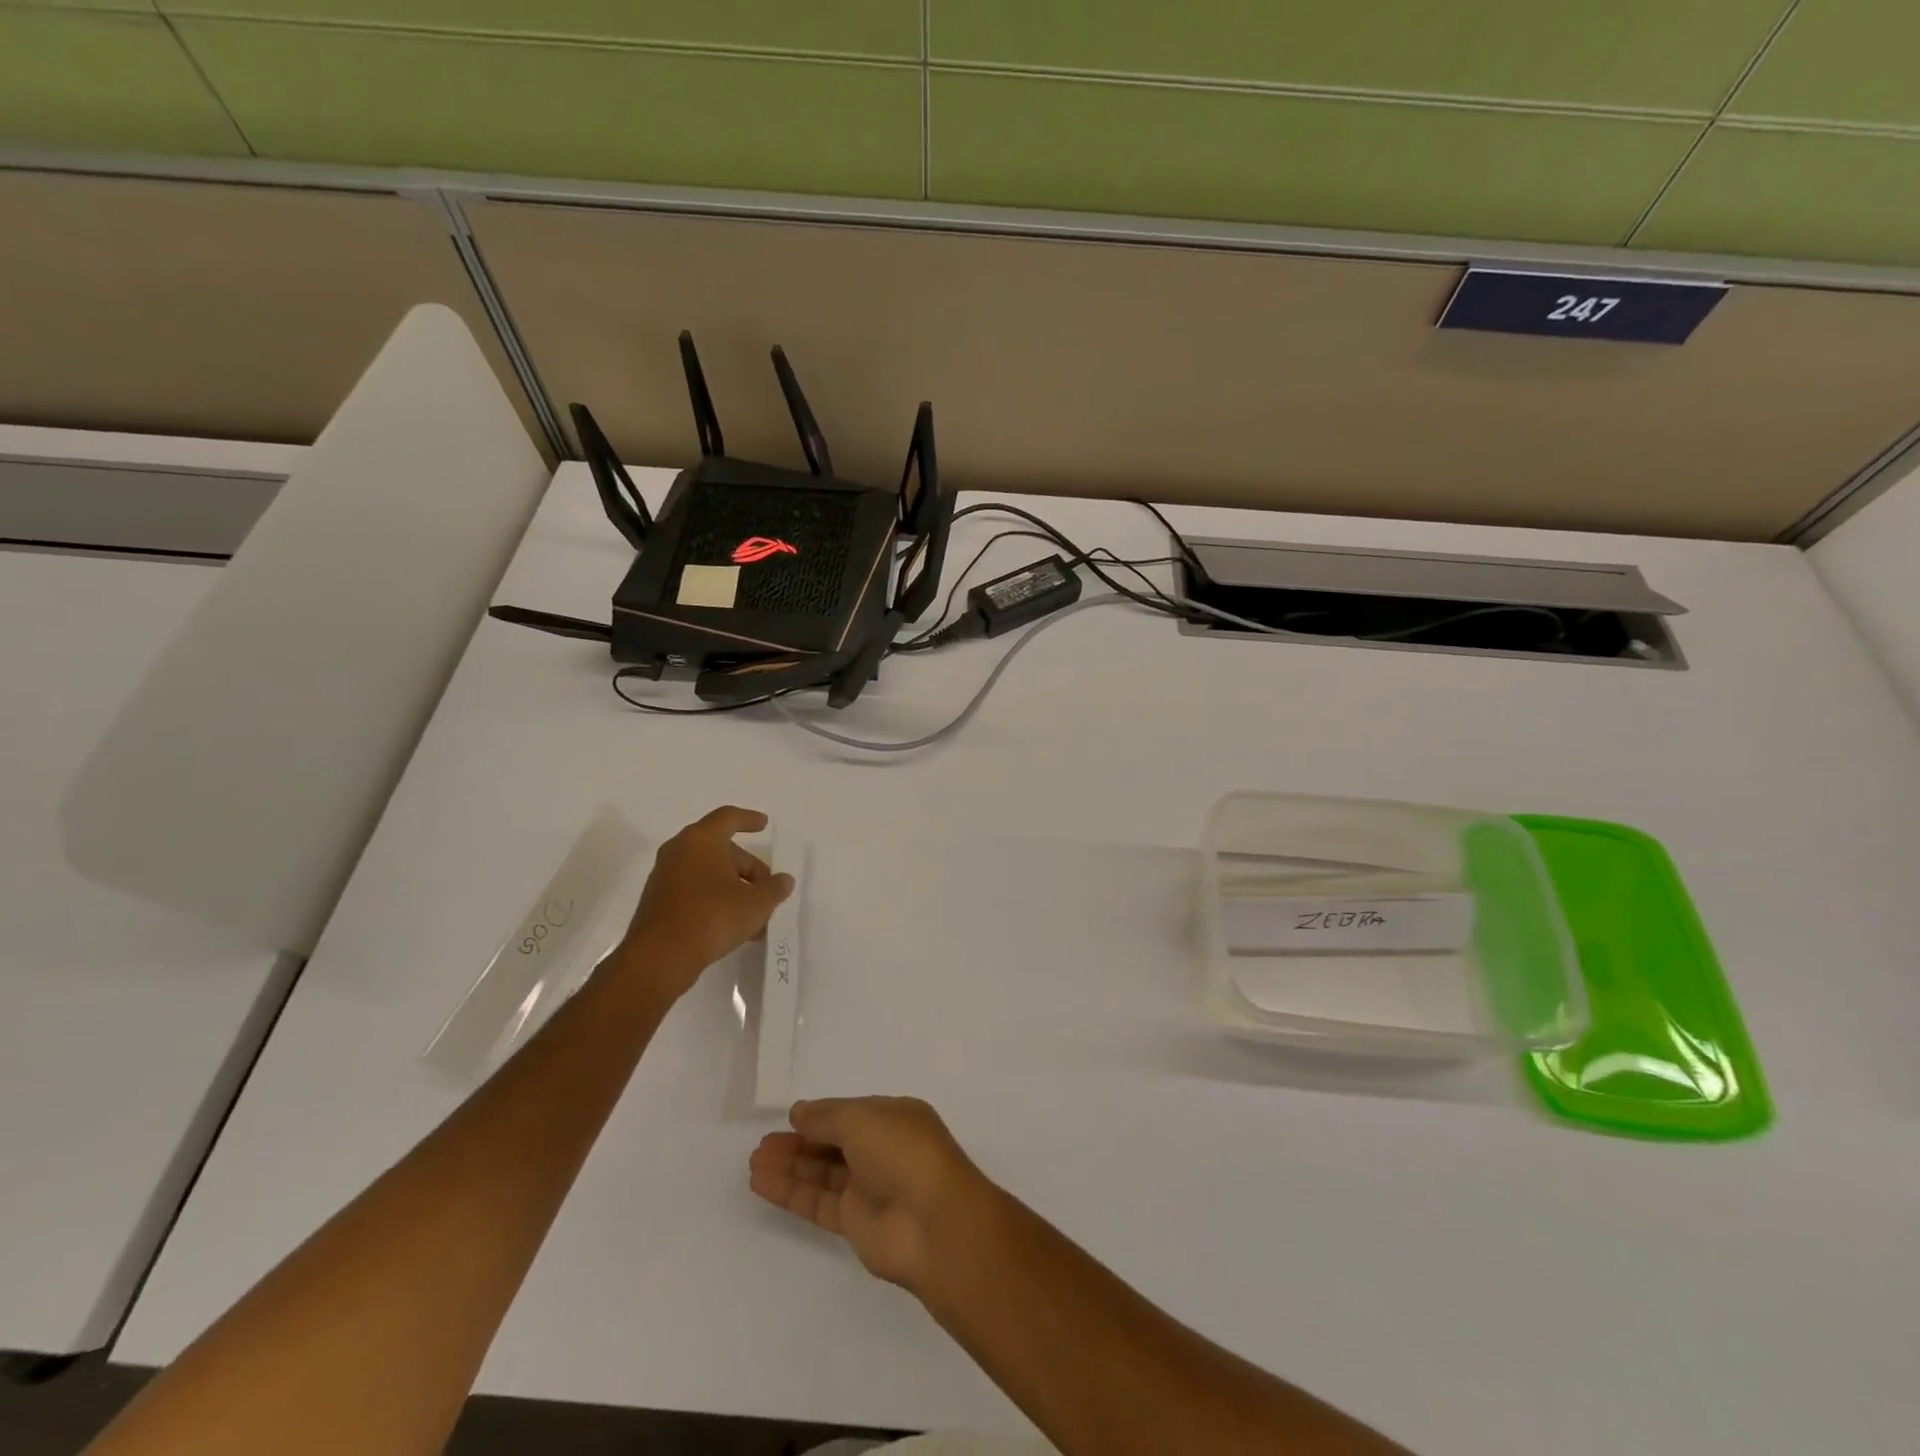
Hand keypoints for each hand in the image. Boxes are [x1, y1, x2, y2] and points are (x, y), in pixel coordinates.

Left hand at [617, 806, 793, 997]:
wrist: (659, 958)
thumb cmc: (712, 917)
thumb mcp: (756, 904)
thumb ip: (774, 889)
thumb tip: (783, 881)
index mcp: (701, 840)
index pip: (728, 817)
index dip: (749, 819)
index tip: (764, 824)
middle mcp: (679, 851)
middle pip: (721, 849)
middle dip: (748, 867)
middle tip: (768, 889)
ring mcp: (665, 877)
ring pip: (708, 873)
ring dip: (734, 888)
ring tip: (756, 915)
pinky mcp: (658, 902)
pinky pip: (694, 891)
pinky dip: (715, 900)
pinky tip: (733, 925)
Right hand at [748, 1096, 994, 1294]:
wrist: (933, 1222)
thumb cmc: (902, 1152)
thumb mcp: (862, 1119)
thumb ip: (826, 1117)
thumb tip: (799, 1112)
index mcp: (894, 1118)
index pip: (850, 1113)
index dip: (820, 1115)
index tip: (789, 1118)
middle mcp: (882, 1150)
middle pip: (834, 1143)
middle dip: (800, 1142)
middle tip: (762, 1144)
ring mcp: (869, 1188)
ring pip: (823, 1173)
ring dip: (790, 1166)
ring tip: (754, 1162)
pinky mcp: (855, 1223)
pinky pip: (817, 1201)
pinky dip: (791, 1192)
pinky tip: (762, 1183)